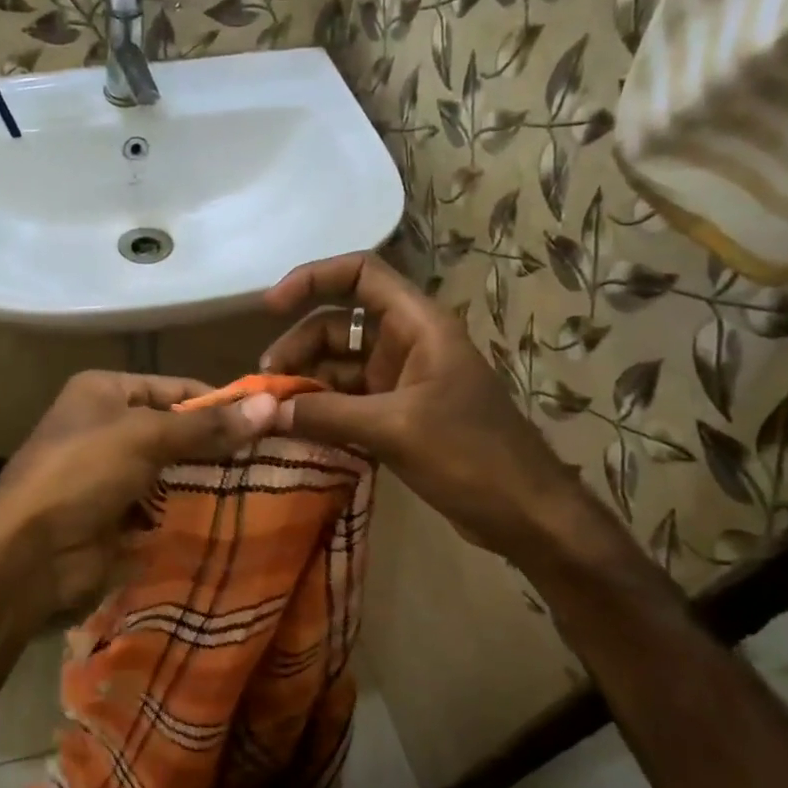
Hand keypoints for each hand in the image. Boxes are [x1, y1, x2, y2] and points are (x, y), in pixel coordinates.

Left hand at [0, 370, 278, 628]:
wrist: (28, 555)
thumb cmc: (80, 474)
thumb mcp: (143, 437)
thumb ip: (205, 426)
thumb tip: (270, 406)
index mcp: (106, 391)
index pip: (176, 388)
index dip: (221, 402)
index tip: (271, 420)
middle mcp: (109, 425)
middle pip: (178, 429)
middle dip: (220, 444)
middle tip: (277, 456)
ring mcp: (114, 473)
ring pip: (176, 469)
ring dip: (212, 479)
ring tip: (269, 484)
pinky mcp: (120, 514)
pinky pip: (167, 504)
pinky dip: (193, 509)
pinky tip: (236, 514)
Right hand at [261, 253, 591, 566]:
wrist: (523, 512)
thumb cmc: (471, 456)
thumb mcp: (394, 428)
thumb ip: (326, 414)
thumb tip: (264, 411)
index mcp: (418, 326)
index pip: (362, 274)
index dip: (313, 278)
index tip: (270, 306)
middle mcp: (407, 344)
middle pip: (338, 324)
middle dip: (299, 346)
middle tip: (266, 384)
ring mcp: (401, 382)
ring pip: (338, 366)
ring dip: (305, 382)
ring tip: (273, 412)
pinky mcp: (397, 416)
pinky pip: (347, 401)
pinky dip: (320, 411)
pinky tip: (294, 430)